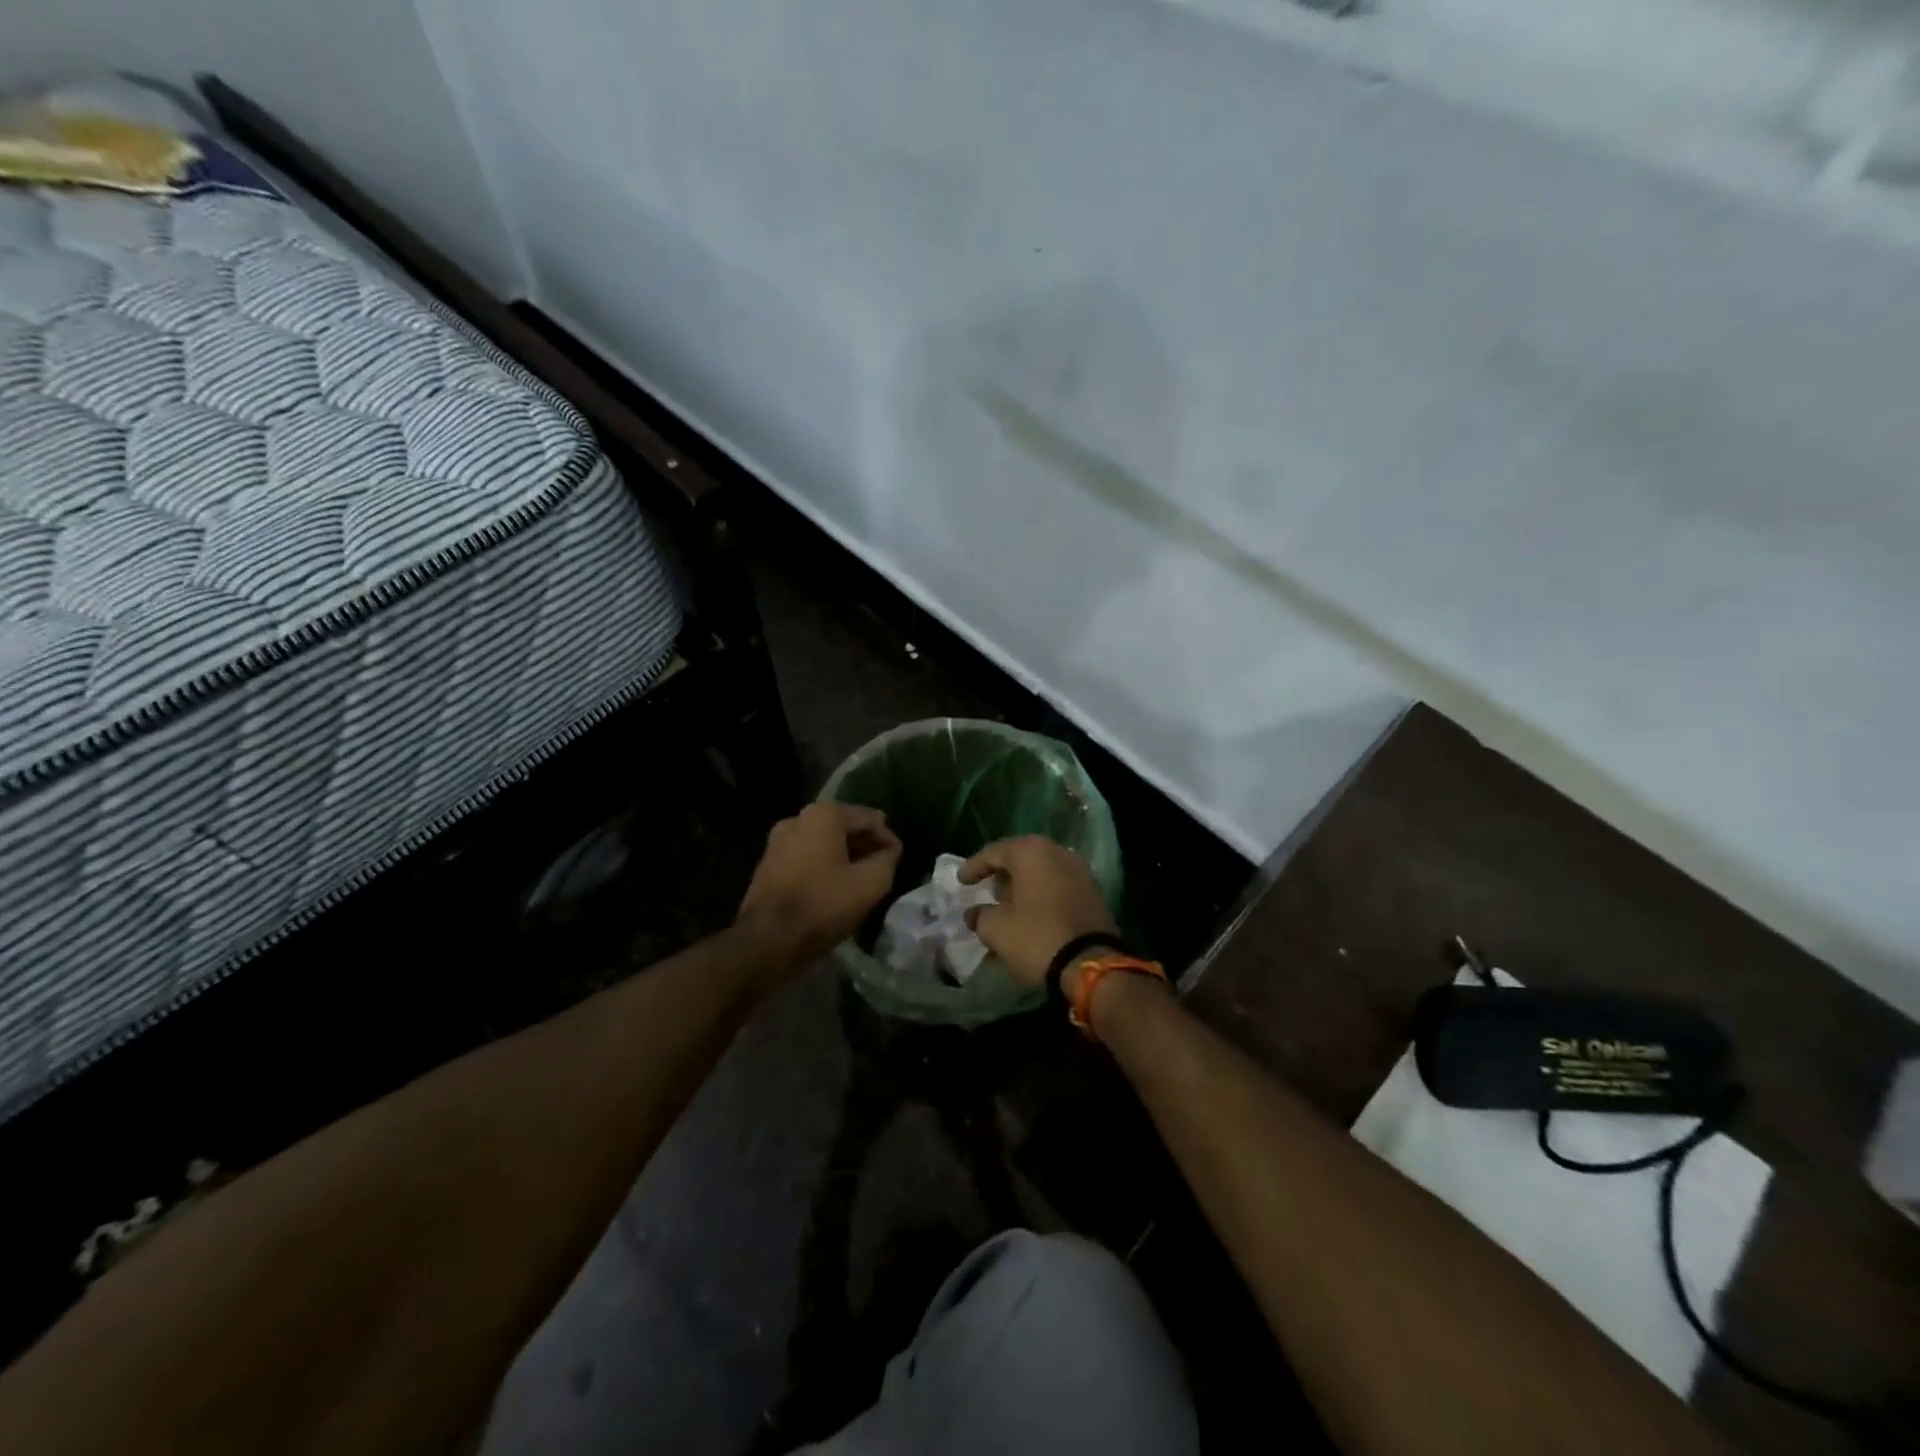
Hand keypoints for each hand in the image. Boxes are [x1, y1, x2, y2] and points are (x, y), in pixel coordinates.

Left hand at [737, 802, 902, 968]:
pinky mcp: (768, 863)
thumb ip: (888, 859)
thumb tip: (889, 850)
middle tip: (882, 867)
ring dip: (844, 855)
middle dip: (865, 844)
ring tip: (860, 878)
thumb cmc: (824, 905)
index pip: (870, 818)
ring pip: (823, 841)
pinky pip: (806, 856)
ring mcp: (778, 840)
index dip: (888, 838)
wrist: (768, 939)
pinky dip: (823, 865)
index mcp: (824, 814)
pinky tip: (834, 886)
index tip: (897, 860)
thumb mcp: (871, 883)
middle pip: (844, 826)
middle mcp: (798, 818)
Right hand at [960, 836, 1115, 988]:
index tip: (961, 881)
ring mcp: (1080, 871)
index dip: (974, 867)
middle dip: (1001, 873)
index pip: (994, 852)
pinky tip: (1031, 913)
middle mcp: (1058, 852)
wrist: (1091, 966)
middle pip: (1021, 858)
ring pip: (1042, 871)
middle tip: (985, 888)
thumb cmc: (1037, 938)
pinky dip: (1042, 894)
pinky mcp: (1093, 893)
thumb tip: (975, 914)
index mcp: (1032, 852)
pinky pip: (1058, 885)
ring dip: (1023, 885)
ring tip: (1007, 903)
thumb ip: (979, 915)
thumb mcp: (996, 929)